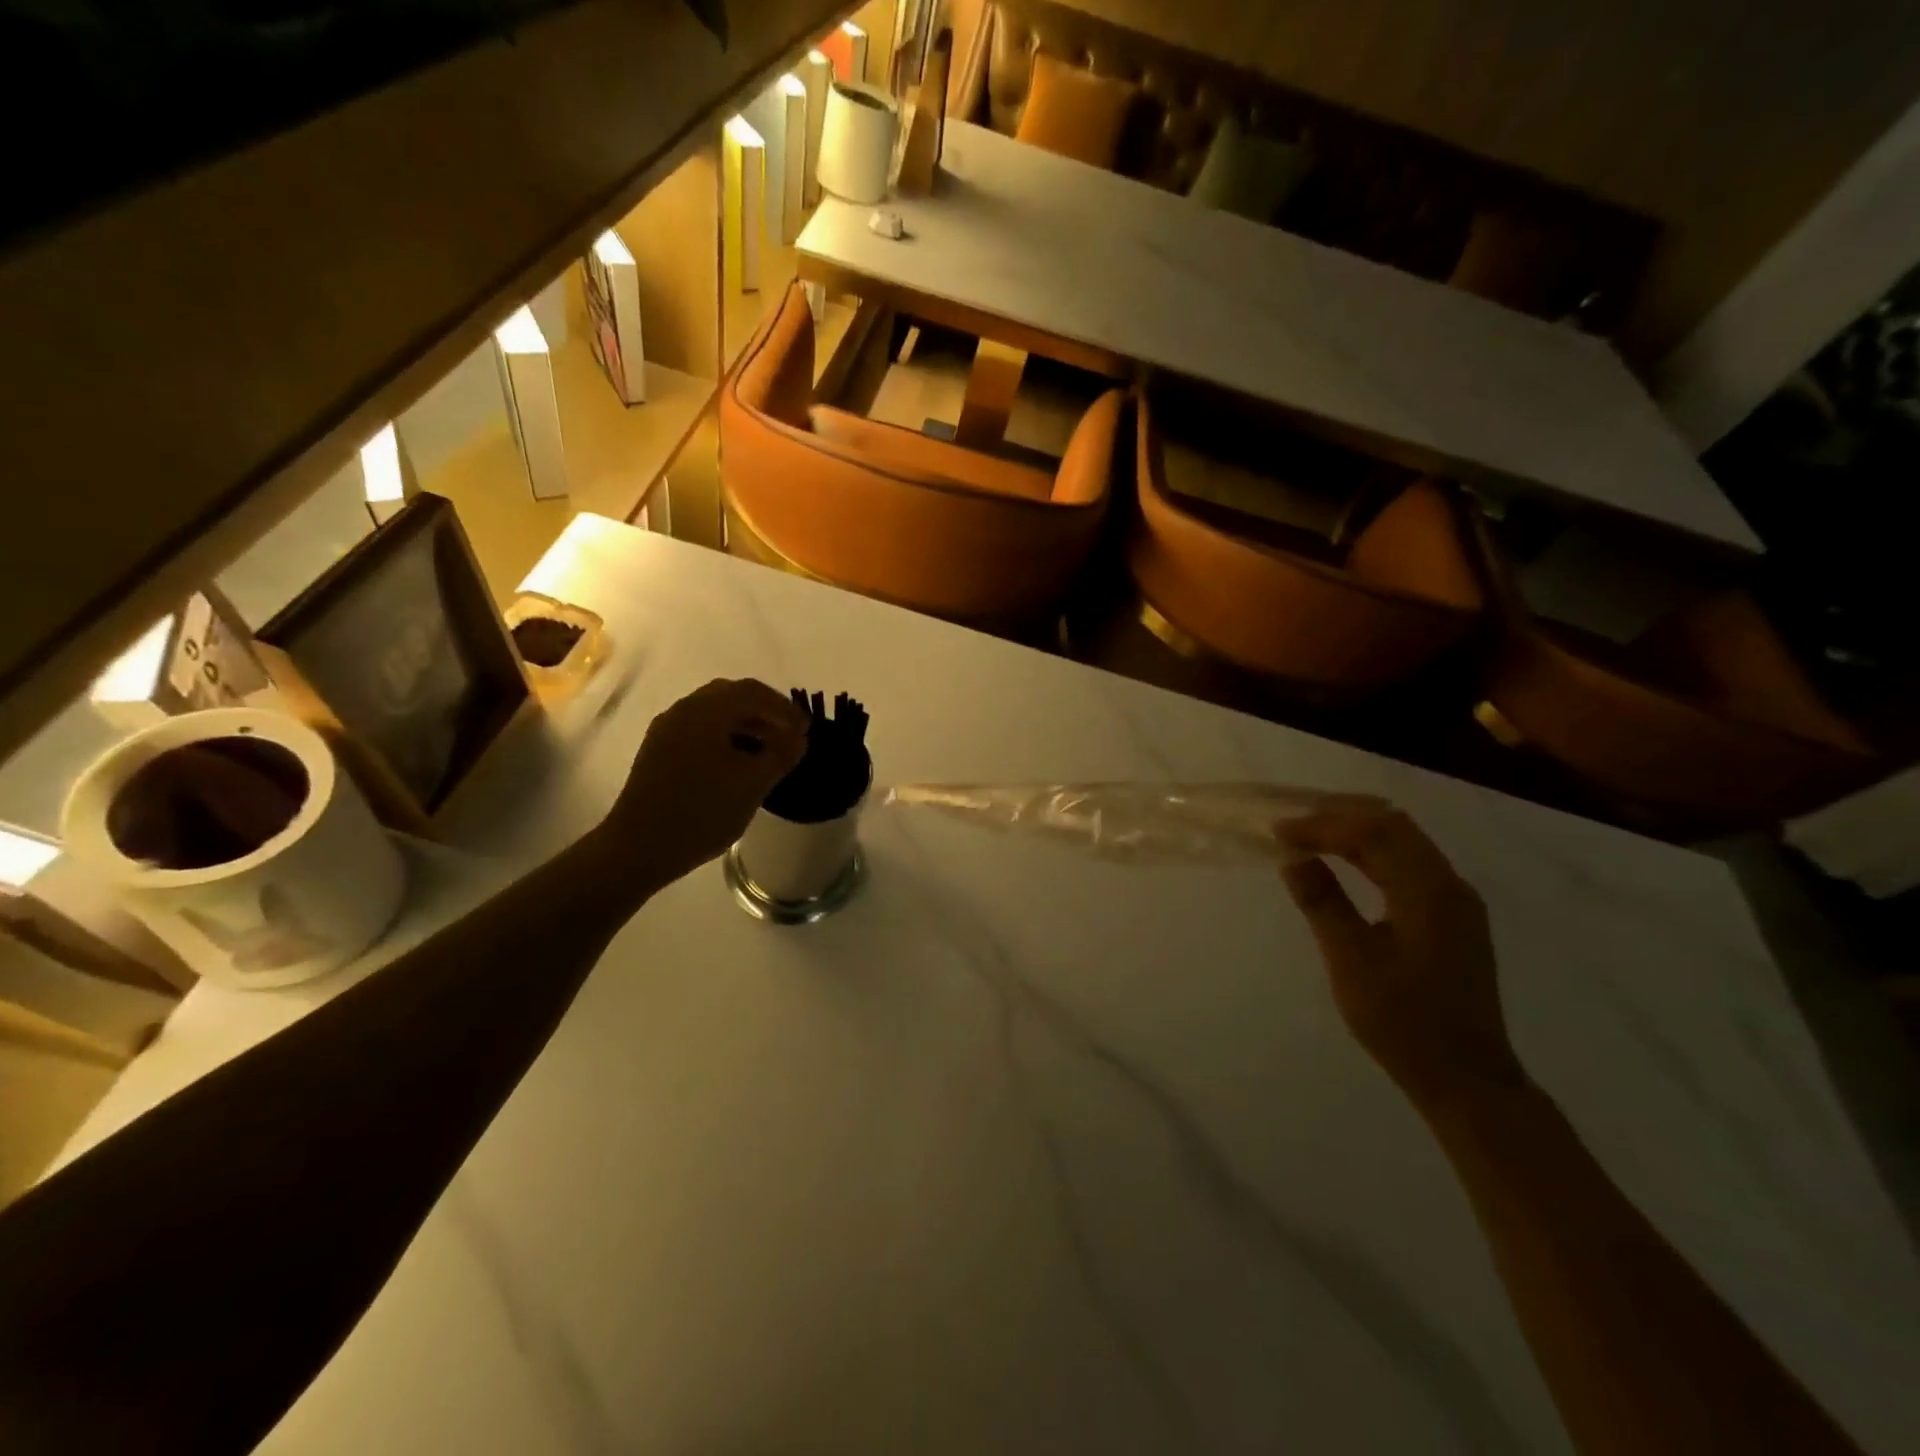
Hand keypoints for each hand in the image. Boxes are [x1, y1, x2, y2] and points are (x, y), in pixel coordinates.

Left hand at [602, 678, 808, 886]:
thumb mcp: (753, 784)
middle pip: (731, 696)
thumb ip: (781, 754)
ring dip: (745, 724)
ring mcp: (666, 730)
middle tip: (789, 736)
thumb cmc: (702, 812)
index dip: (784, 708)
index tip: (806, 731)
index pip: (753, 692)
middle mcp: (683, 710)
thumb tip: (798, 737)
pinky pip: (699, 729)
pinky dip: (725, 736)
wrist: (639, 848)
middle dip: (765, 712)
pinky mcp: (658, 750)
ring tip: (767, 751)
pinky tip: (737, 762)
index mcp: (706, 711)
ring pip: (714, 713)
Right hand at [1277, 799, 1525, 1109]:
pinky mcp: (1450, 916)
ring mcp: (1454, 900)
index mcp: (1429, 891)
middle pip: (1393, 825)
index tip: (1278, 830)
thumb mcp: (1351, 961)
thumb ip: (1322, 902)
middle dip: (1339, 815)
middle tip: (1291, 822)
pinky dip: (1369, 853)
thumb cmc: (1403, 1021)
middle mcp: (1449, 884)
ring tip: (1308, 835)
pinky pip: (1407, 863)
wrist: (1466, 1078)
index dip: (1322, 823)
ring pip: (1402, 841)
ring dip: (1354, 831)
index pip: (1373, 832)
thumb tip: (1294, 858)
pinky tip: (1341, 862)